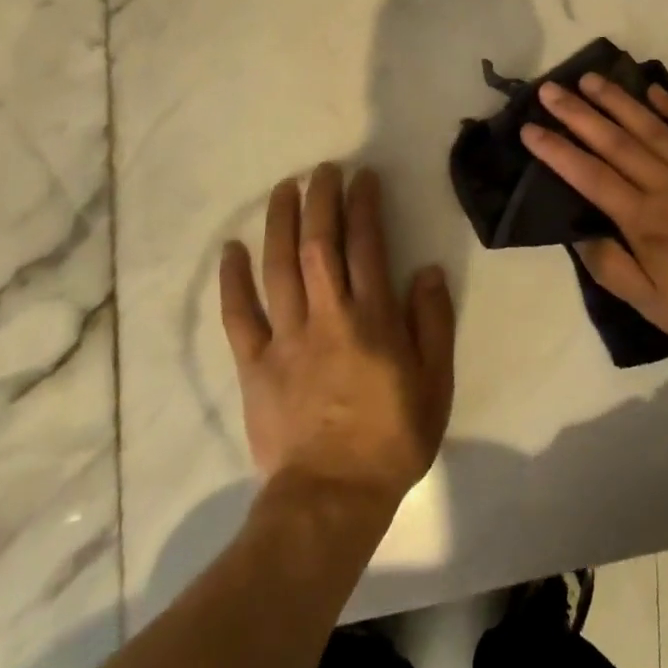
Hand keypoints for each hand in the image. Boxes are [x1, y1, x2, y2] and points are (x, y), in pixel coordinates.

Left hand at [220, 164, 455, 511]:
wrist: (332, 497)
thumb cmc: (392, 439)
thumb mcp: (436, 384)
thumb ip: (433, 323)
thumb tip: (427, 270)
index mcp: (373, 320)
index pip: (367, 246)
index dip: (364, 206)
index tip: (362, 177)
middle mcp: (327, 317)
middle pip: (319, 245)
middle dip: (321, 200)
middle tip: (322, 169)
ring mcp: (286, 339)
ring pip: (279, 268)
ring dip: (280, 223)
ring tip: (283, 189)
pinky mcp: (255, 365)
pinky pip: (239, 316)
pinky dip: (232, 281)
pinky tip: (230, 249)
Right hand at [521, 75, 667, 352]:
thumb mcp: (653, 304)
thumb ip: (612, 268)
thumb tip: (579, 235)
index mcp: (642, 219)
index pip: (589, 176)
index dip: (557, 151)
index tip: (530, 128)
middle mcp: (665, 183)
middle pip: (614, 141)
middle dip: (578, 113)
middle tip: (551, 89)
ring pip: (650, 125)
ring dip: (618, 100)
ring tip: (591, 79)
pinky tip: (654, 89)